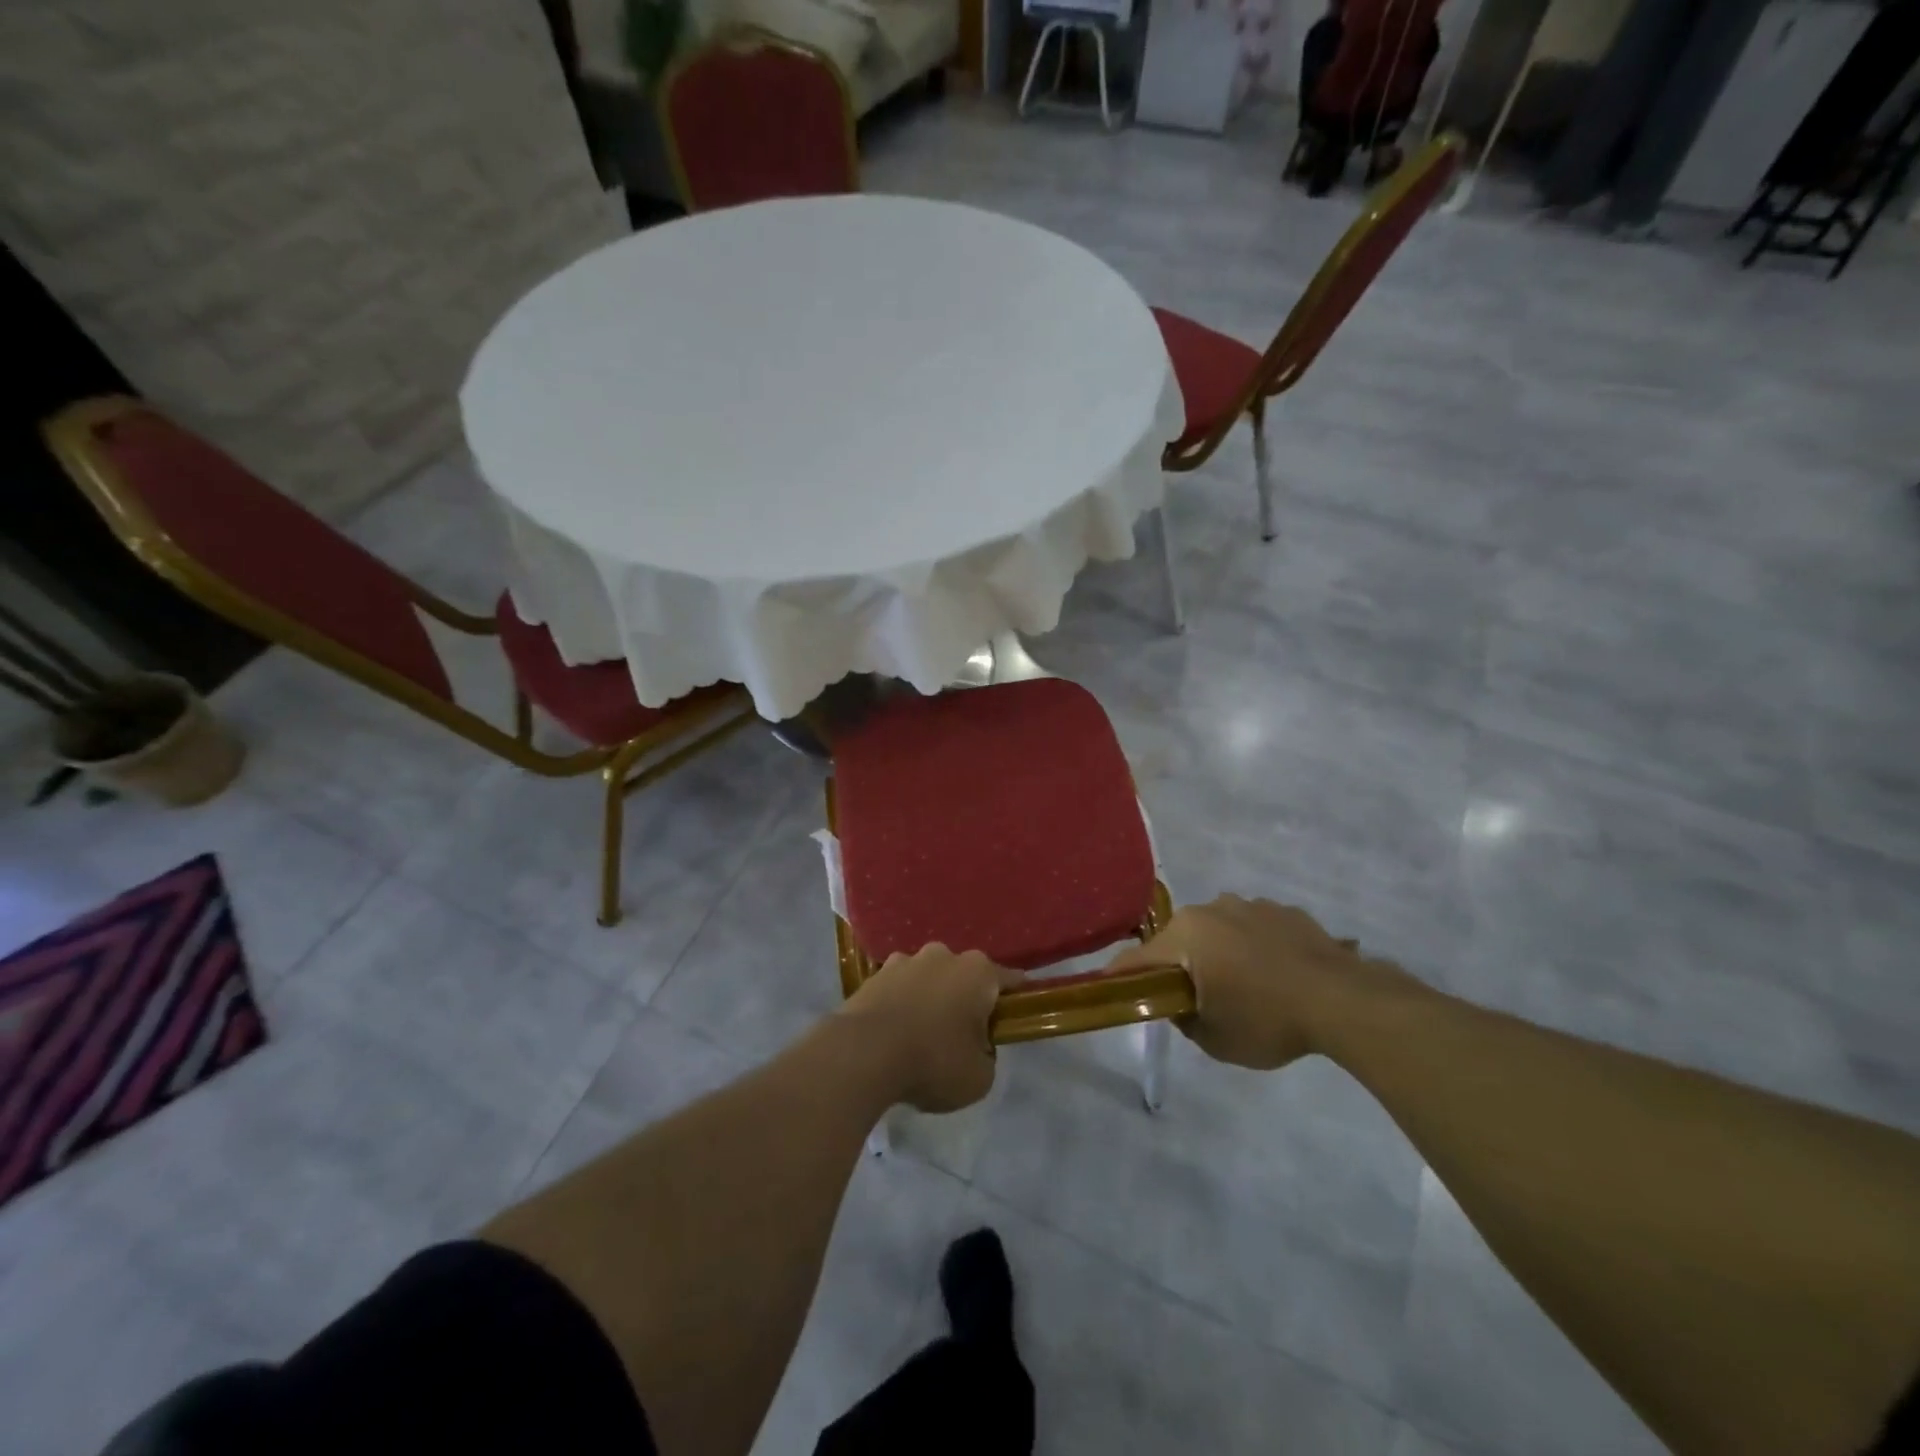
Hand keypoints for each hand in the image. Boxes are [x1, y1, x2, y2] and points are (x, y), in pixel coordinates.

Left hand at [840, 945, 1023, 1111]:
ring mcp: (906, 960)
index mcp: (978, 972)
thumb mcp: (980, 1077)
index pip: (1010, 980)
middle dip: (966, 999)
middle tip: (962, 1036)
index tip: (1014, 1018)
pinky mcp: (874, 974)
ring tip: (921, 1035)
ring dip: (930, 999)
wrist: (864, 1054)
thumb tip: (976, 1047)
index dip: (1015, 1000)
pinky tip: (894, 1033)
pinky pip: (898, 989)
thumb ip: (987, 1056)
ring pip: (929, 978)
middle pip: (965, 976)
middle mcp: (944, 955)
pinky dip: (901, 1005)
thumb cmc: (933, 1062)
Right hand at [1108, 895, 1390, 1069]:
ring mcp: (1251, 905)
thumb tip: (1180, 1004)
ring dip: (1219, 952)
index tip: (1109, 988)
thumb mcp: (1213, 1038)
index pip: (1138, 958)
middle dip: (1179, 964)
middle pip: (1179, 939)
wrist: (1343, 1001)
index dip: (1120, 976)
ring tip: (1243, 986)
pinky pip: (1254, 929)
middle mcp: (1211, 909)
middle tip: (1193, 997)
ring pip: (1218, 930)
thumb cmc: (1267, 1020)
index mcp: (1186, 935)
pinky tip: (1276, 975)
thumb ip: (1184, 1018)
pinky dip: (1254, 947)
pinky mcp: (1285, 910)